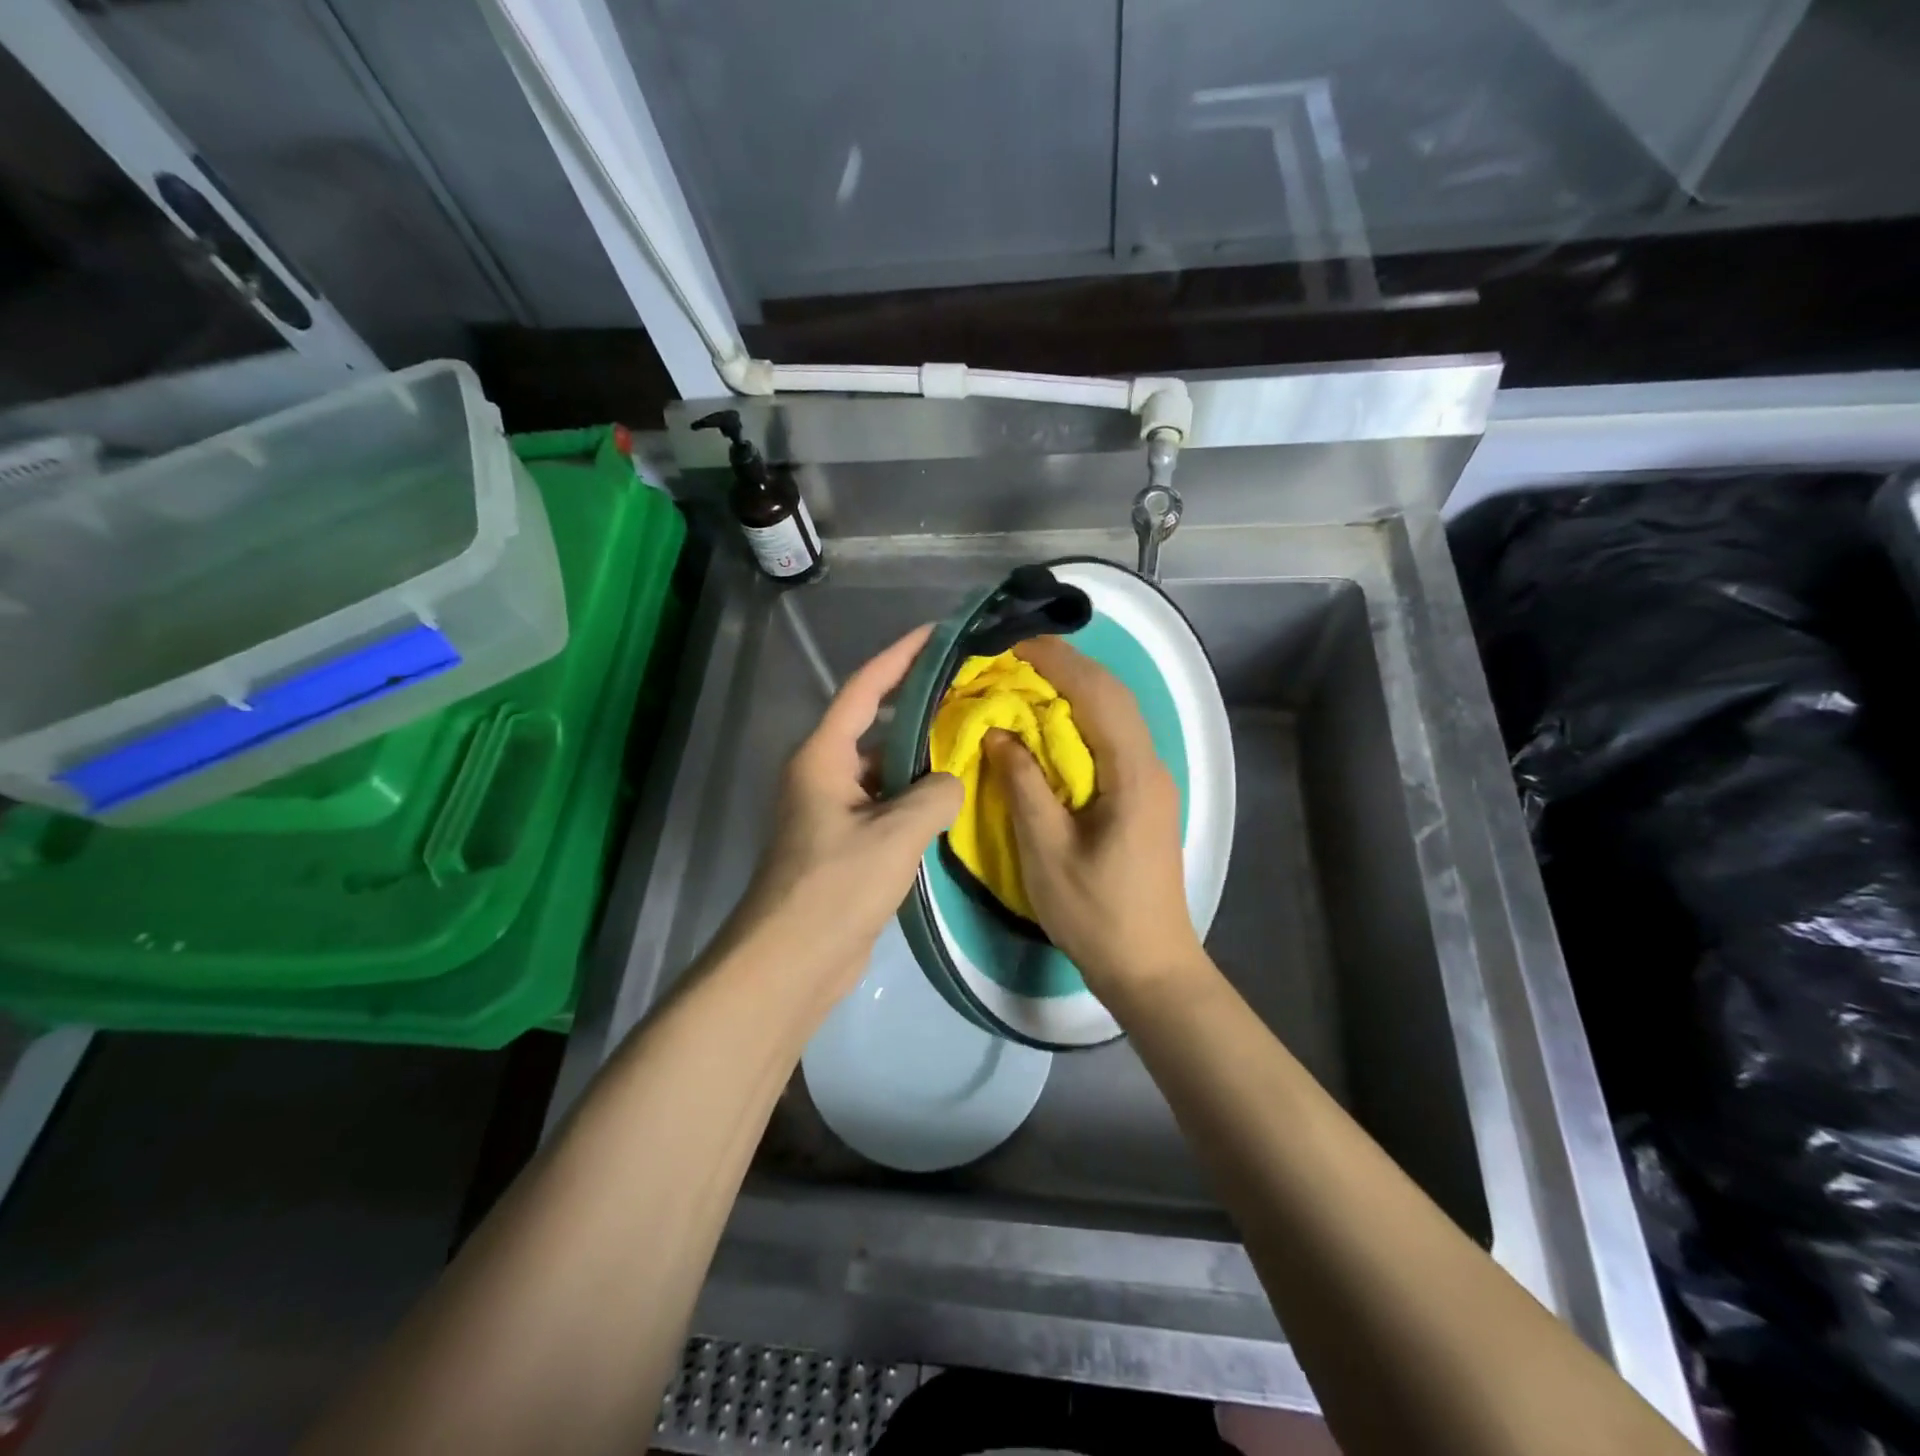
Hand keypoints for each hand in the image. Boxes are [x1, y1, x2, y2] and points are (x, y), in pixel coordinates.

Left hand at [727, 625, 962, 1008]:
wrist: (791, 961)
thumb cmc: (835, 886)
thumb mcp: (895, 834)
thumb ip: (935, 794)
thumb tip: (951, 783)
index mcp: (823, 756)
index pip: (864, 688)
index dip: (900, 656)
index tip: (937, 632)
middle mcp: (823, 773)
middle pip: (875, 724)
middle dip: (918, 705)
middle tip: (968, 690)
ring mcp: (832, 810)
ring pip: (883, 768)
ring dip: (920, 756)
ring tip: (971, 739)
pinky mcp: (844, 843)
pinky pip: (885, 803)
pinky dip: (915, 796)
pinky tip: (952, 798)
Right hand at [985, 636, 1208, 1001]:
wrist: (1149, 965)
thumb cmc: (1096, 913)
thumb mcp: (1048, 851)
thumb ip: (1023, 784)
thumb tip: (998, 732)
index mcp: (1132, 774)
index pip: (1097, 695)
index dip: (1056, 663)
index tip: (1011, 645)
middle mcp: (1150, 766)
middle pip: (1112, 695)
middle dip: (1065, 667)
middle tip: (1013, 657)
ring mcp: (1151, 781)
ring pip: (1115, 715)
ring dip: (1074, 689)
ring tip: (1027, 680)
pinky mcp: (1143, 796)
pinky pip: (1112, 739)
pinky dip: (1081, 719)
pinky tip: (1051, 725)